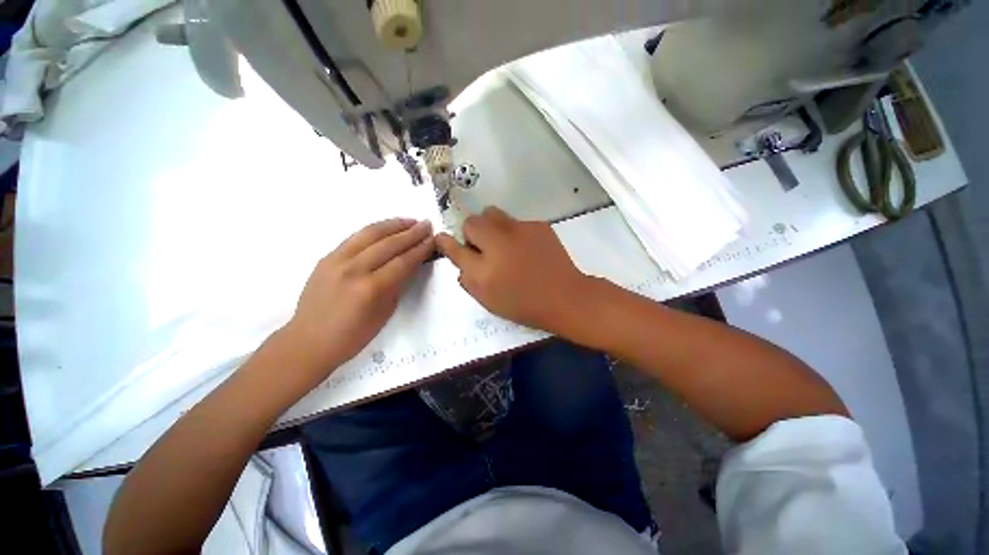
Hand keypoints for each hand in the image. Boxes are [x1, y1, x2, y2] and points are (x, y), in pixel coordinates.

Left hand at [285, 218, 433, 373]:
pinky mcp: (327, 258)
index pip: (403, 262)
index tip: (433, 239)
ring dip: (393, 225)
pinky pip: (354, 238)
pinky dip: (373, 230)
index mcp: (371, 289)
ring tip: (410, 221)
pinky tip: (385, 228)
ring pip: (369, 234)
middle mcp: (354, 270)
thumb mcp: (385, 313)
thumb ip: (397, 285)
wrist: (308, 341)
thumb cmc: (353, 336)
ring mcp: (337, 261)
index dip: (420, 249)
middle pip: (389, 244)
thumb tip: (409, 265)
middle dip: (411, 233)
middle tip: (427, 224)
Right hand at [436, 207, 588, 331]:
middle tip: (484, 247)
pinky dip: (515, 232)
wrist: (564, 297)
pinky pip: (516, 222)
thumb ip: (469, 280)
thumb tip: (461, 262)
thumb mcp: (489, 300)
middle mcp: (498, 245)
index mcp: (483, 271)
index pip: (454, 248)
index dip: (446, 242)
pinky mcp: (537, 225)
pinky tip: (527, 247)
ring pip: (493, 214)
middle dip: (472, 233)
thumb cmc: (524, 304)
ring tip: (504, 243)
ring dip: (491, 227)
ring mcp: (519, 231)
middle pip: (472, 222)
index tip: (442, 238)